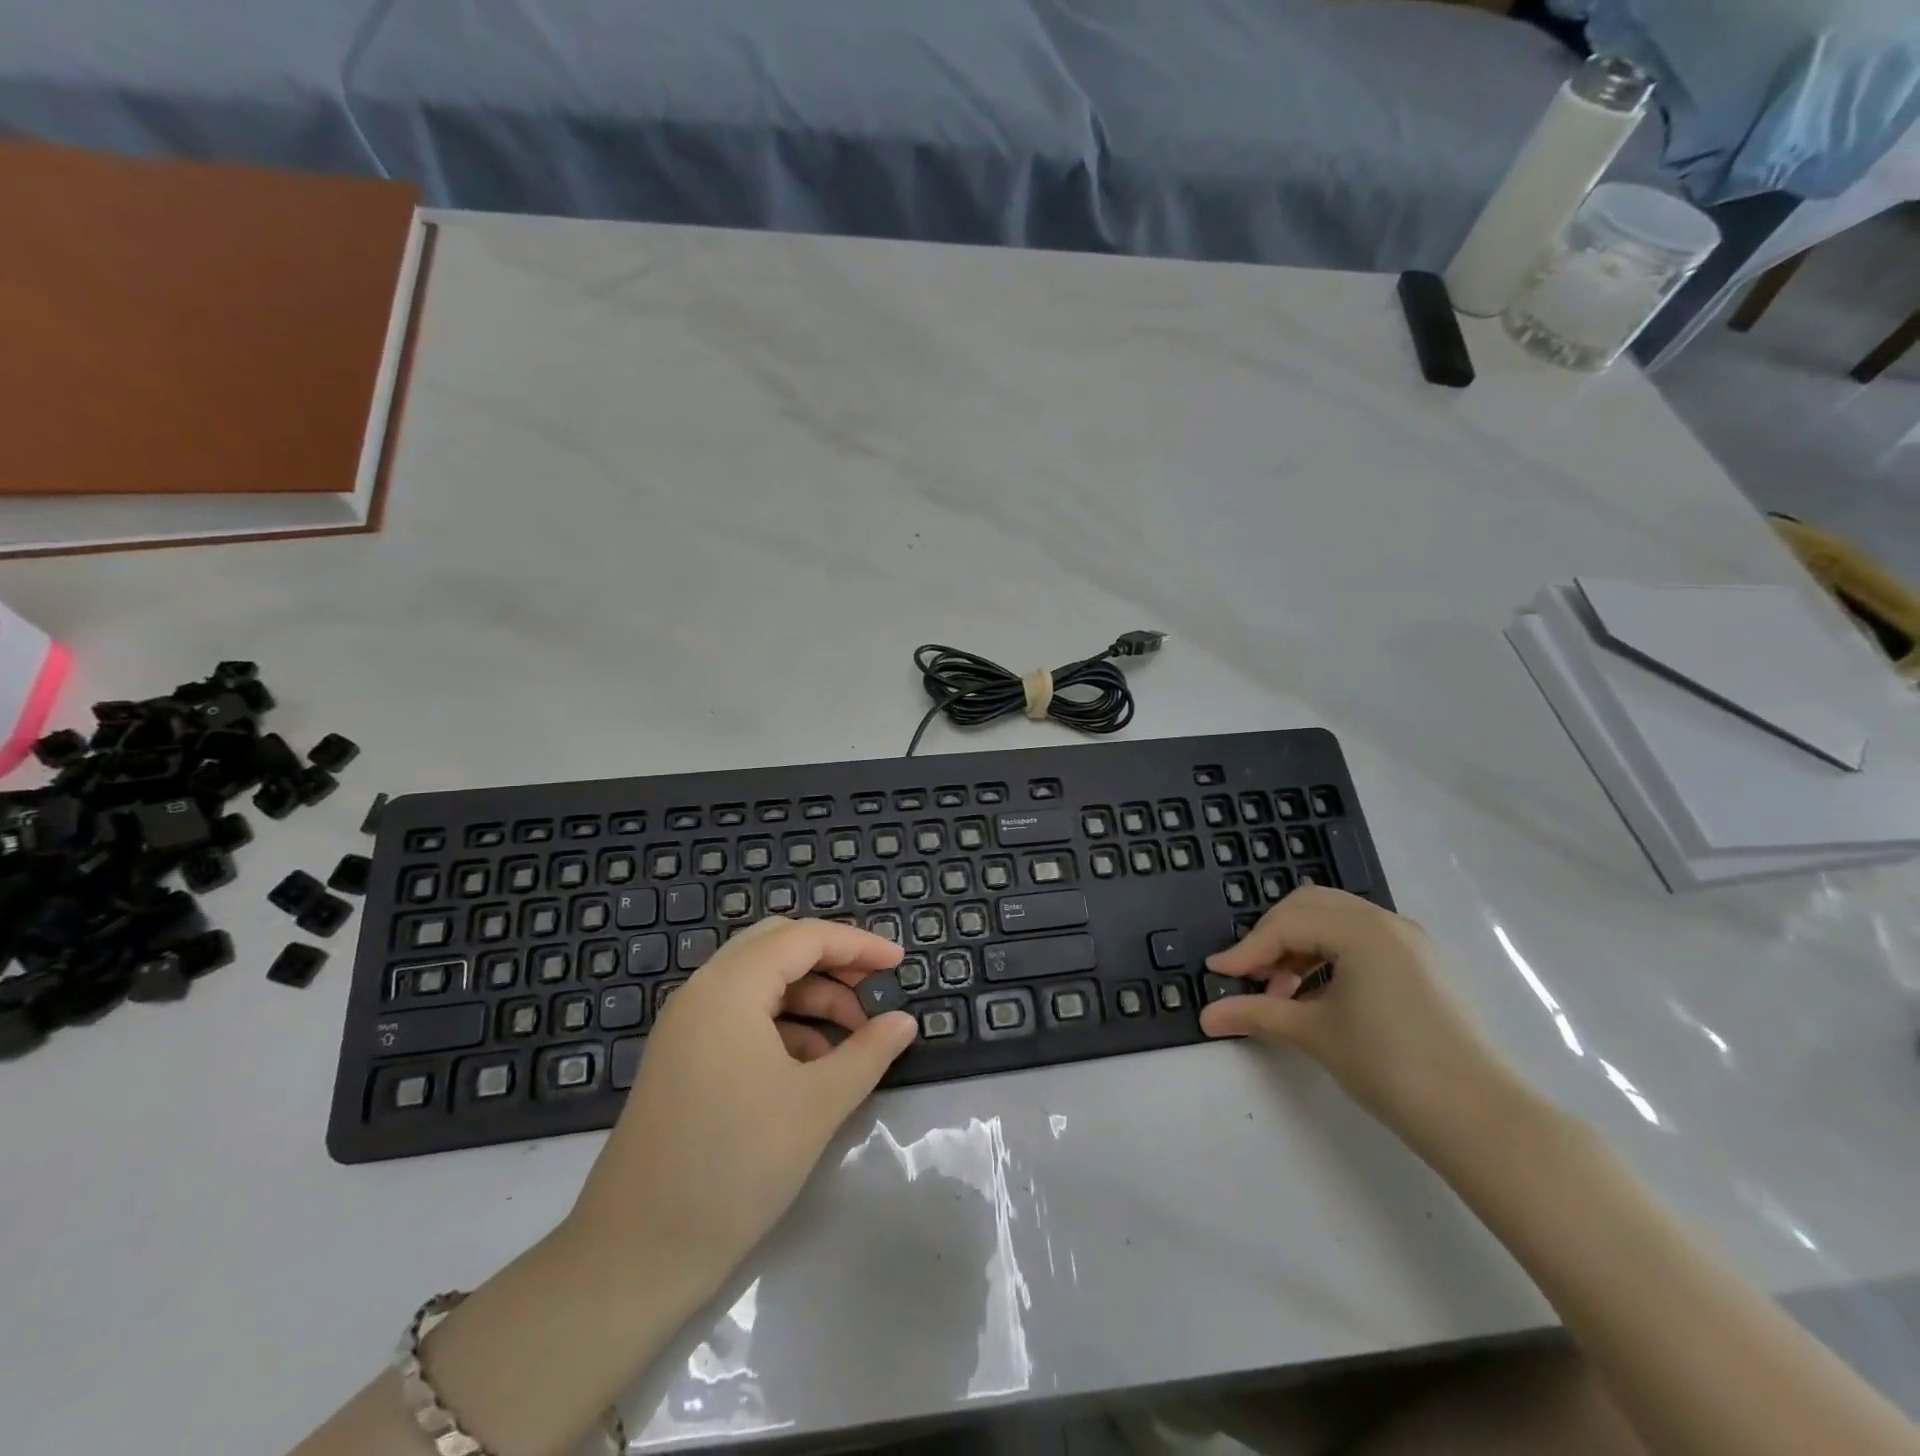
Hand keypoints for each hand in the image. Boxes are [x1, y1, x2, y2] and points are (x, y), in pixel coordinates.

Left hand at [566, 917, 917, 1279]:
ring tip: (853, 1037)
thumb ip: (867, 1052)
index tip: (901, 962)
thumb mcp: (817, 1105)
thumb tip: (904, 1021)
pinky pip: (741, 1016)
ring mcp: (686, 1026)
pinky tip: (811, 1065)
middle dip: (832, 962)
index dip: (858, 944)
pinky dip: (783, 1024)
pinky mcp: (682, 1058)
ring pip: (760, 983)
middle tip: (875, 989)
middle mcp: (702, 992)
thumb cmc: (735, 1166)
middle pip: (777, 948)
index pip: (803, 937)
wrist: (635, 1256)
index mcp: (729, 988)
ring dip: (810, 997)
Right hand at [1200, 886, 1519, 1145]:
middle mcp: (1387, 922)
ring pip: (1336, 921)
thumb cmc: (1390, 1066)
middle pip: (1309, 907)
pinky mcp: (1423, 965)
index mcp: (1361, 929)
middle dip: (1272, 938)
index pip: (1286, 924)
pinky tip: (1320, 994)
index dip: (1247, 950)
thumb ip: (1256, 1014)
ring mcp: (1411, 942)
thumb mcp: (1315, 1034)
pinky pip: (1362, 940)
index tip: (1218, 974)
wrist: (1481, 1118)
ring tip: (1285, 992)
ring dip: (1301, 946)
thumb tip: (1206, 1016)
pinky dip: (1330, 955)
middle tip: (1252, 976)